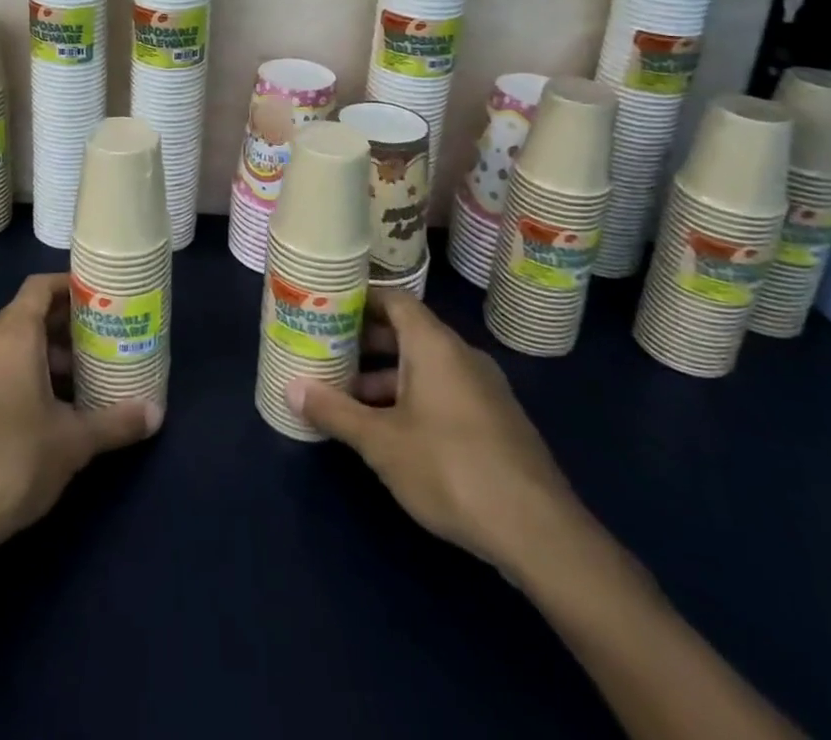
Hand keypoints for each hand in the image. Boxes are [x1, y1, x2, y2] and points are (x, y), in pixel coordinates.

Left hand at [0, 273, 162, 558]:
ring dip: (43, 351)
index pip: (39, 287)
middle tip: (100, 337)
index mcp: (12, 337)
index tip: (100, 297)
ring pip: (9, 343)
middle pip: (26, 313)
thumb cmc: (13, 463)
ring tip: (80, 375)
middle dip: (64, 323)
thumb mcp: (73, 443)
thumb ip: (116, 422)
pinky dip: (21, 371)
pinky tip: (45, 407)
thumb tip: (157, 413)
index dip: (69, 285)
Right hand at [288, 288, 587, 577]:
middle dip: (366, 342)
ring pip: (426, 366)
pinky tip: (393, 433)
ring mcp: (484, 389)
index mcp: (434, 345)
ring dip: (388, 376)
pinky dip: (414, 397)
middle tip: (328, 353)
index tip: (328, 307)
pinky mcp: (497, 422)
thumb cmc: (450, 468)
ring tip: (350, 399)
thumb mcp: (381, 442)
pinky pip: (446, 391)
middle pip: (408, 332)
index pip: (393, 299)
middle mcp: (461, 355)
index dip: (360, 299)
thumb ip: (335, 411)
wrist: (540, 532)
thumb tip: (290, 388)